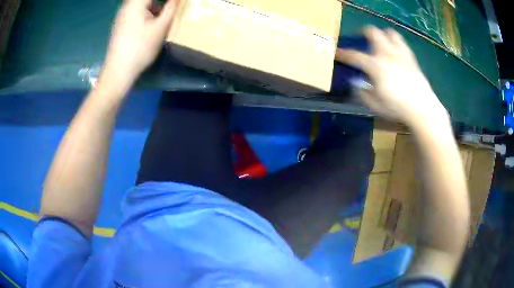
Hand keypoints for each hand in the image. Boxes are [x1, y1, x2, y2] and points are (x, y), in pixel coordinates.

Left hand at [100, 0, 178, 90]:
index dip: (168, 0)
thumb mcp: (160, 27)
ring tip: (165, 13)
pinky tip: (152, 21)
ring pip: (141, 4)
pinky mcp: (121, 25)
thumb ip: (171, 8)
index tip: (176, 3)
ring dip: (155, 6)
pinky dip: (147, 12)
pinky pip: (136, 11)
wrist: (118, 71)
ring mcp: (122, 16)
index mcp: (136, 3)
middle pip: (146, 0)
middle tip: (171, 7)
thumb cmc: (140, 48)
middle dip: (161, 3)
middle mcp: (127, 6)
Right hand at [336, 26, 448, 127]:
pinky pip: (402, 44)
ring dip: (382, 35)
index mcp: (375, 65)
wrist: (422, 108)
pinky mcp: (411, 58)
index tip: (337, 53)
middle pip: (372, 32)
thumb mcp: (375, 104)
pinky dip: (396, 43)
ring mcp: (400, 54)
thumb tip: (356, 84)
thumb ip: (362, 92)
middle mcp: (387, 54)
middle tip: (361, 38)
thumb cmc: (397, 107)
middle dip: (363, 32)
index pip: (354, 56)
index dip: (343, 53)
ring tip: (381, 42)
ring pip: (389, 33)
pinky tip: (395, 51)